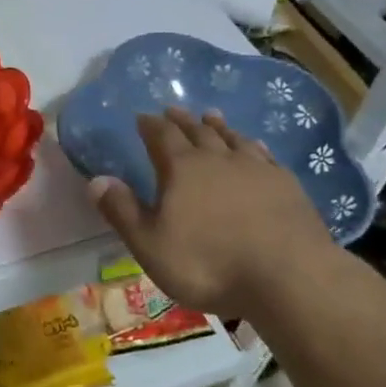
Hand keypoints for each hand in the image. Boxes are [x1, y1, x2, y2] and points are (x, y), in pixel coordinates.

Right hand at [88, 107, 337, 318]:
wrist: (289, 276)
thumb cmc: (209, 264)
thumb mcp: (151, 246)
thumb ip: (123, 211)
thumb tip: (96, 179)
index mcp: (182, 169)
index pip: (161, 136)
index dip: (150, 126)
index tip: (142, 116)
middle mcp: (217, 159)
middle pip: (196, 131)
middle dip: (181, 120)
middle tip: (173, 109)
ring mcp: (256, 168)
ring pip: (232, 138)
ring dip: (218, 126)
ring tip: (210, 116)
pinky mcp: (286, 184)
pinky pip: (264, 155)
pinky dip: (253, 146)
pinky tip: (254, 146)